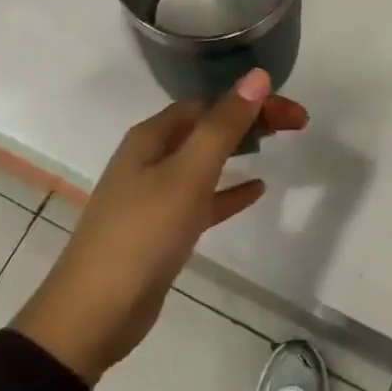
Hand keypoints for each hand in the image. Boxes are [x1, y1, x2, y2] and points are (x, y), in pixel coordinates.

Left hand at [12, 70, 306, 384]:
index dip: (253, 101)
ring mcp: (154, 194)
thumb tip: (257, 76)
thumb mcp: (188, 174)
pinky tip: (256, 191)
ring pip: (206, 160)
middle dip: (252, 120)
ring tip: (279, 145)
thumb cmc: (142, 234)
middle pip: (209, 127)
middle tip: (297, 124)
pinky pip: (202, 199)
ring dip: (241, 149)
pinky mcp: (161, 229)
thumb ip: (224, 126)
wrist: (94, 315)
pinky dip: (228, 191)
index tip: (294, 114)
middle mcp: (151, 157)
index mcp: (152, 136)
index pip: (211, 103)